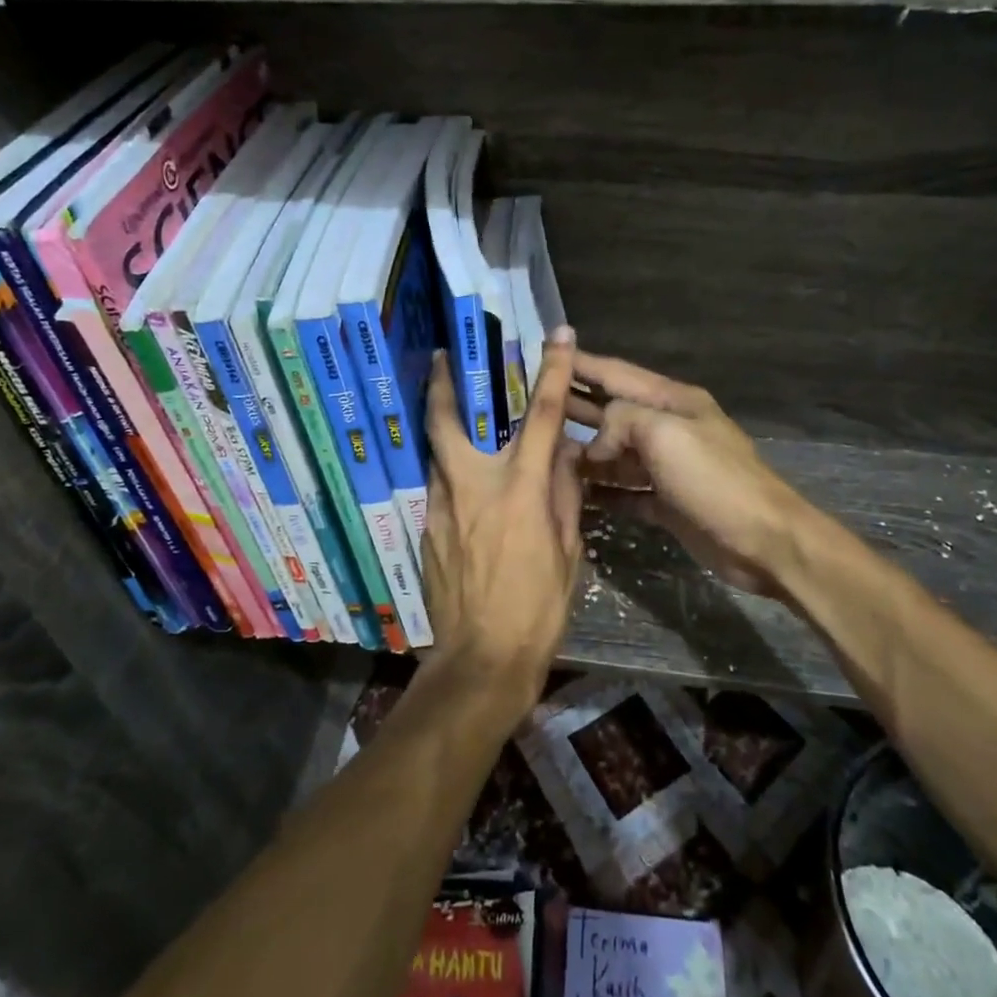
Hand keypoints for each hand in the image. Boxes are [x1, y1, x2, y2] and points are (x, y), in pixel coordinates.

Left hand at [421, 326, 585, 715]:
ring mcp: (443, 507)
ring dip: (442, 428)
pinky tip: (461, 486)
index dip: (554, 372)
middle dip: (442, 383)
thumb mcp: (569, 553)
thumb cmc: (538, 609)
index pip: (544, 417)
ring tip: (452, 416)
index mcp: (520, 490)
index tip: (559, 336)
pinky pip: (438, 488)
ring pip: (436, 453)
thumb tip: (566, 458)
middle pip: (448, 421)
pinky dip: (449, 474)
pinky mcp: (427, 530)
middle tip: (439, 357)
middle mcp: (474, 487)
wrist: (481, 660)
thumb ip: (565, 497)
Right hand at [568, 353, 810, 599]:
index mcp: (672, 402)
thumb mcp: (665, 433)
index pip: (616, 374)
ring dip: (584, 453)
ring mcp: (667, 468)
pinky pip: (625, 491)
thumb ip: (621, 421)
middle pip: (612, 412)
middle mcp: (668, 429)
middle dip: (575, 407)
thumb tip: (596, 445)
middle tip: (532, 404)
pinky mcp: (667, 503)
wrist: (764, 541)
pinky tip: (575, 494)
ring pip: (616, 455)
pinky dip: (603, 492)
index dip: (581, 363)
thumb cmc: (714, 479)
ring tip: (544, 453)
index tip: (548, 351)